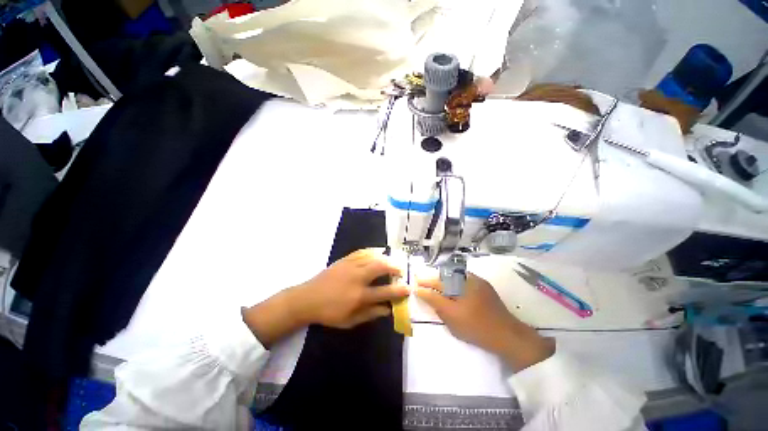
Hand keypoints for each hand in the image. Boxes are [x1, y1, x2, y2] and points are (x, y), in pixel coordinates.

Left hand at [243, 249, 408, 346]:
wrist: (307, 299)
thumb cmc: (329, 313)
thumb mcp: (350, 320)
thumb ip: (371, 314)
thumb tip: (388, 309)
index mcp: (359, 296)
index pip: (384, 291)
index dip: (399, 290)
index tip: (408, 288)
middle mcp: (357, 278)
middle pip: (380, 267)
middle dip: (394, 266)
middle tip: (400, 269)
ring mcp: (350, 266)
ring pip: (372, 257)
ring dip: (385, 258)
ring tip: (390, 261)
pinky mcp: (344, 260)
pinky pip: (361, 252)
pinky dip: (372, 252)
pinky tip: (376, 253)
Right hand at [415, 273, 553, 370]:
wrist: (508, 335)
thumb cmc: (477, 328)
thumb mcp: (452, 318)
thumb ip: (435, 303)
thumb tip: (421, 292)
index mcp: (460, 286)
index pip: (436, 284)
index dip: (424, 284)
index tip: (415, 285)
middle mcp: (467, 279)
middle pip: (444, 276)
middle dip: (432, 279)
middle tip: (422, 281)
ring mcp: (477, 281)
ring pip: (453, 276)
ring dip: (442, 279)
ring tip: (434, 283)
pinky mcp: (483, 285)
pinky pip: (463, 278)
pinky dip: (454, 280)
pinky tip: (451, 285)